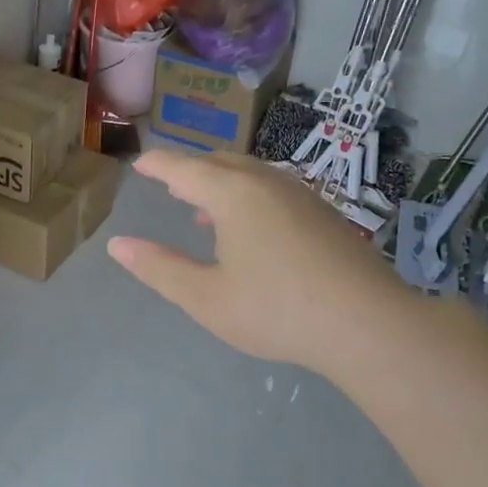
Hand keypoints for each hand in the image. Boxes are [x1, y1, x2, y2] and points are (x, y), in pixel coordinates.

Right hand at [107, 150, 411, 371]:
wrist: (368, 324)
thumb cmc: (277, 310)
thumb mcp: (206, 297)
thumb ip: (159, 268)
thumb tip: (118, 245)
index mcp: (232, 193)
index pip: (183, 168)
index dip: (157, 165)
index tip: (140, 164)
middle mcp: (266, 182)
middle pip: (220, 163)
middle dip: (191, 171)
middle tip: (170, 184)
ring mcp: (301, 195)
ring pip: (251, 175)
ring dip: (222, 184)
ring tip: (203, 210)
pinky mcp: (325, 214)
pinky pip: (274, 190)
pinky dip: (249, 197)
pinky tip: (252, 231)